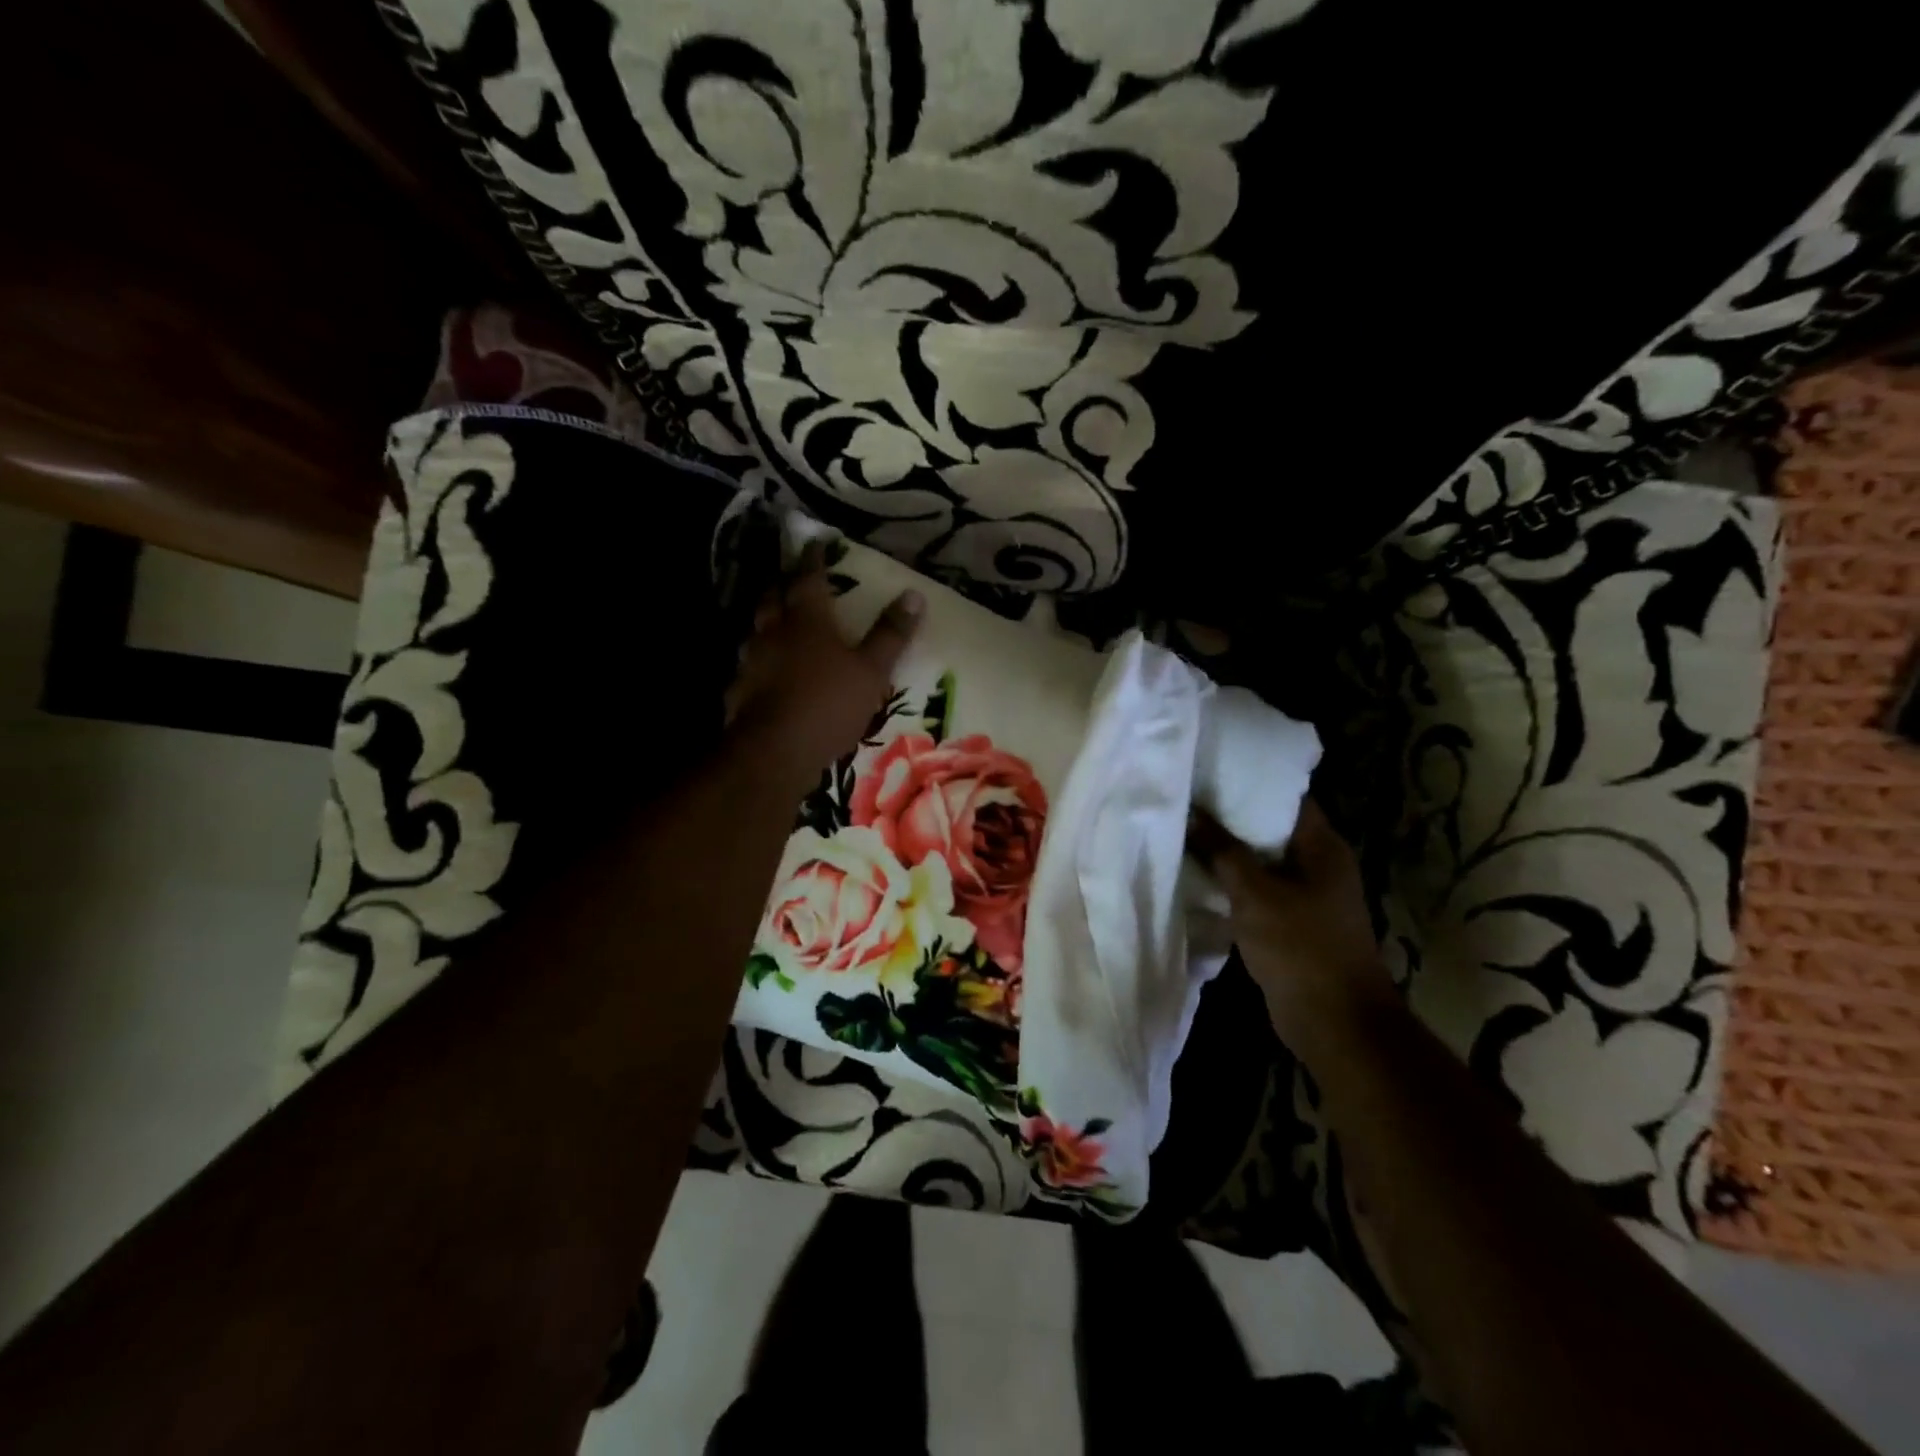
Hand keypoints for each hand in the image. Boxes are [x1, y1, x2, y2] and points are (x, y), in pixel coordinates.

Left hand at [727, 547, 923, 781]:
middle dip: (782, 585)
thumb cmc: (829, 704)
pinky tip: (767, 672)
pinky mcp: (740, 690)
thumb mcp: (872, 670)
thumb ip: (890, 634)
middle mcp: (773, 632)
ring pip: (757, 630)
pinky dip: (761, 660)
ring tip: (779, 623)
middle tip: (790, 579)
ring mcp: (752, 661)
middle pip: (773, 598)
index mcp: (807, 620)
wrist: (775, 751)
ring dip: (768, 622)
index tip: (814, 543)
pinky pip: (750, 665)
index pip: (808, 578)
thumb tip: (914, 594)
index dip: (812, 559)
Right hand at [1189, 798, 1396, 1058]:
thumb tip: (1192, 813)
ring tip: (1185, 829)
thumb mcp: (1254, 893)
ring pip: (1260, 861)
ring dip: (1228, 852)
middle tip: (1188, 797)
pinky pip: (1258, 890)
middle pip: (1270, 828)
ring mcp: (1307, 895)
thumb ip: (1222, 851)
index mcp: (1322, 847)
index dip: (1250, 782)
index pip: (1286, 797)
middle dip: (1230, 816)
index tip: (1210, 770)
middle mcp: (1318, 864)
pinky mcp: (1291, 922)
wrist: (1333, 1021)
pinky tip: (1197, 874)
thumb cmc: (1300, 946)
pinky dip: (1232, 882)